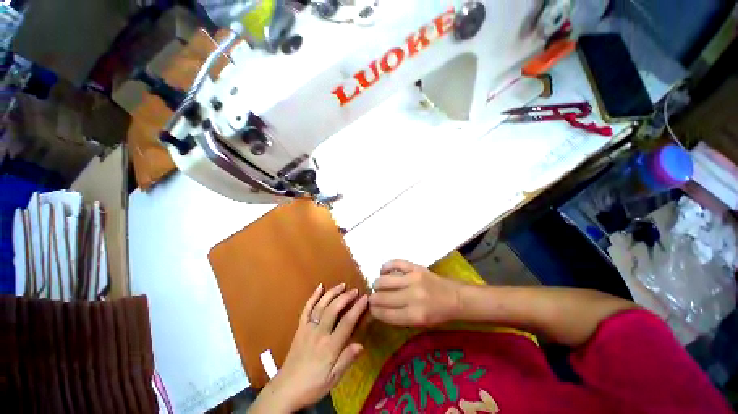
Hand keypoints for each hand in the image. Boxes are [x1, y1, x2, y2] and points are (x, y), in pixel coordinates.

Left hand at [251, 283, 367, 412]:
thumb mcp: (333, 379)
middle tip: (355, 290)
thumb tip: (361, 344)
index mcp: (330, 346)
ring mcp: (308, 328)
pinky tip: (319, 287)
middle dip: (346, 297)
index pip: (347, 322)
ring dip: (332, 293)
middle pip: (334, 309)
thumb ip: (347, 360)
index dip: (357, 308)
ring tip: (342, 285)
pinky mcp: (300, 327)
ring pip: (321, 305)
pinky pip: (306, 309)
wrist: (286, 389)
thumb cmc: (312, 386)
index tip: (365, 298)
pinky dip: (313, 296)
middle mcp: (319, 333)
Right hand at [369, 260, 462, 326]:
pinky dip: (385, 267)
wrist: (456, 297)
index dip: (373, 312)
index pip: (384, 314)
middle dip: (372, 299)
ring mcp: (414, 279)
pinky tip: (384, 271)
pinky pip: (394, 263)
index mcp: (414, 316)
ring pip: (383, 280)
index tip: (370, 309)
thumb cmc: (438, 314)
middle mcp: (412, 297)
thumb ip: (398, 317)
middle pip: (381, 297)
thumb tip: (377, 309)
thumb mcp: (419, 323)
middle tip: (373, 298)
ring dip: (377, 284)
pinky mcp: (416, 267)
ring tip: (379, 286)